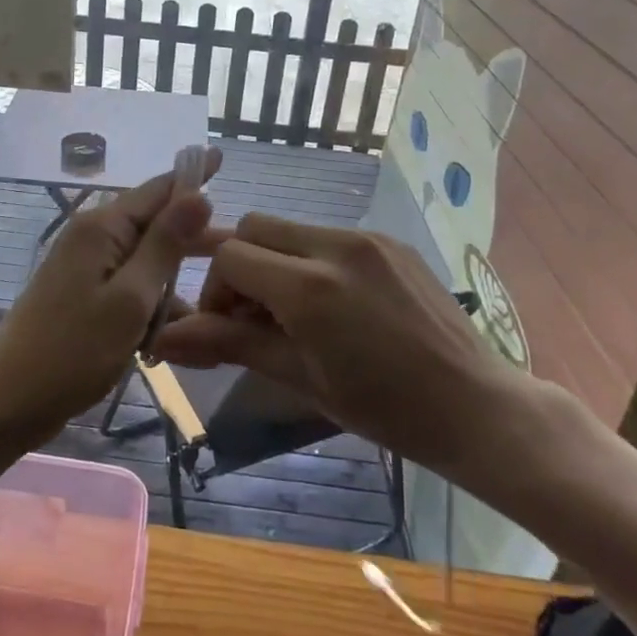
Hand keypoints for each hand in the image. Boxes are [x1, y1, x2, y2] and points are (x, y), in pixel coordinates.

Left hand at [0, 149, 222, 447]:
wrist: (7, 402)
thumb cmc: (73, 351)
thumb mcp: (131, 298)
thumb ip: (165, 245)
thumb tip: (198, 194)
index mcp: (103, 228)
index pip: (158, 188)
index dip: (192, 176)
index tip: (221, 154)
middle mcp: (93, 237)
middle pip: (154, 223)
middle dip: (194, 234)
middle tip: (239, 245)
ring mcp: (86, 267)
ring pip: (145, 259)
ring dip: (174, 279)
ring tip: (217, 299)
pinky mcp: (84, 295)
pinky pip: (130, 286)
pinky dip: (153, 302)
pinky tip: (177, 331)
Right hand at [152, 213, 547, 477]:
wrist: (475, 406)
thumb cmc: (384, 409)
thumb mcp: (300, 379)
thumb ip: (231, 344)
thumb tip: (161, 339)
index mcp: (311, 286)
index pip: (231, 255)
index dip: (214, 290)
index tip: (227, 327)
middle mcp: (337, 245)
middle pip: (255, 227)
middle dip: (239, 266)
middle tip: (252, 316)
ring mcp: (368, 237)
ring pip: (290, 228)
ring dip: (273, 261)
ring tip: (292, 313)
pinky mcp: (390, 240)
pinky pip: (327, 235)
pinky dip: (308, 259)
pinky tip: (330, 304)